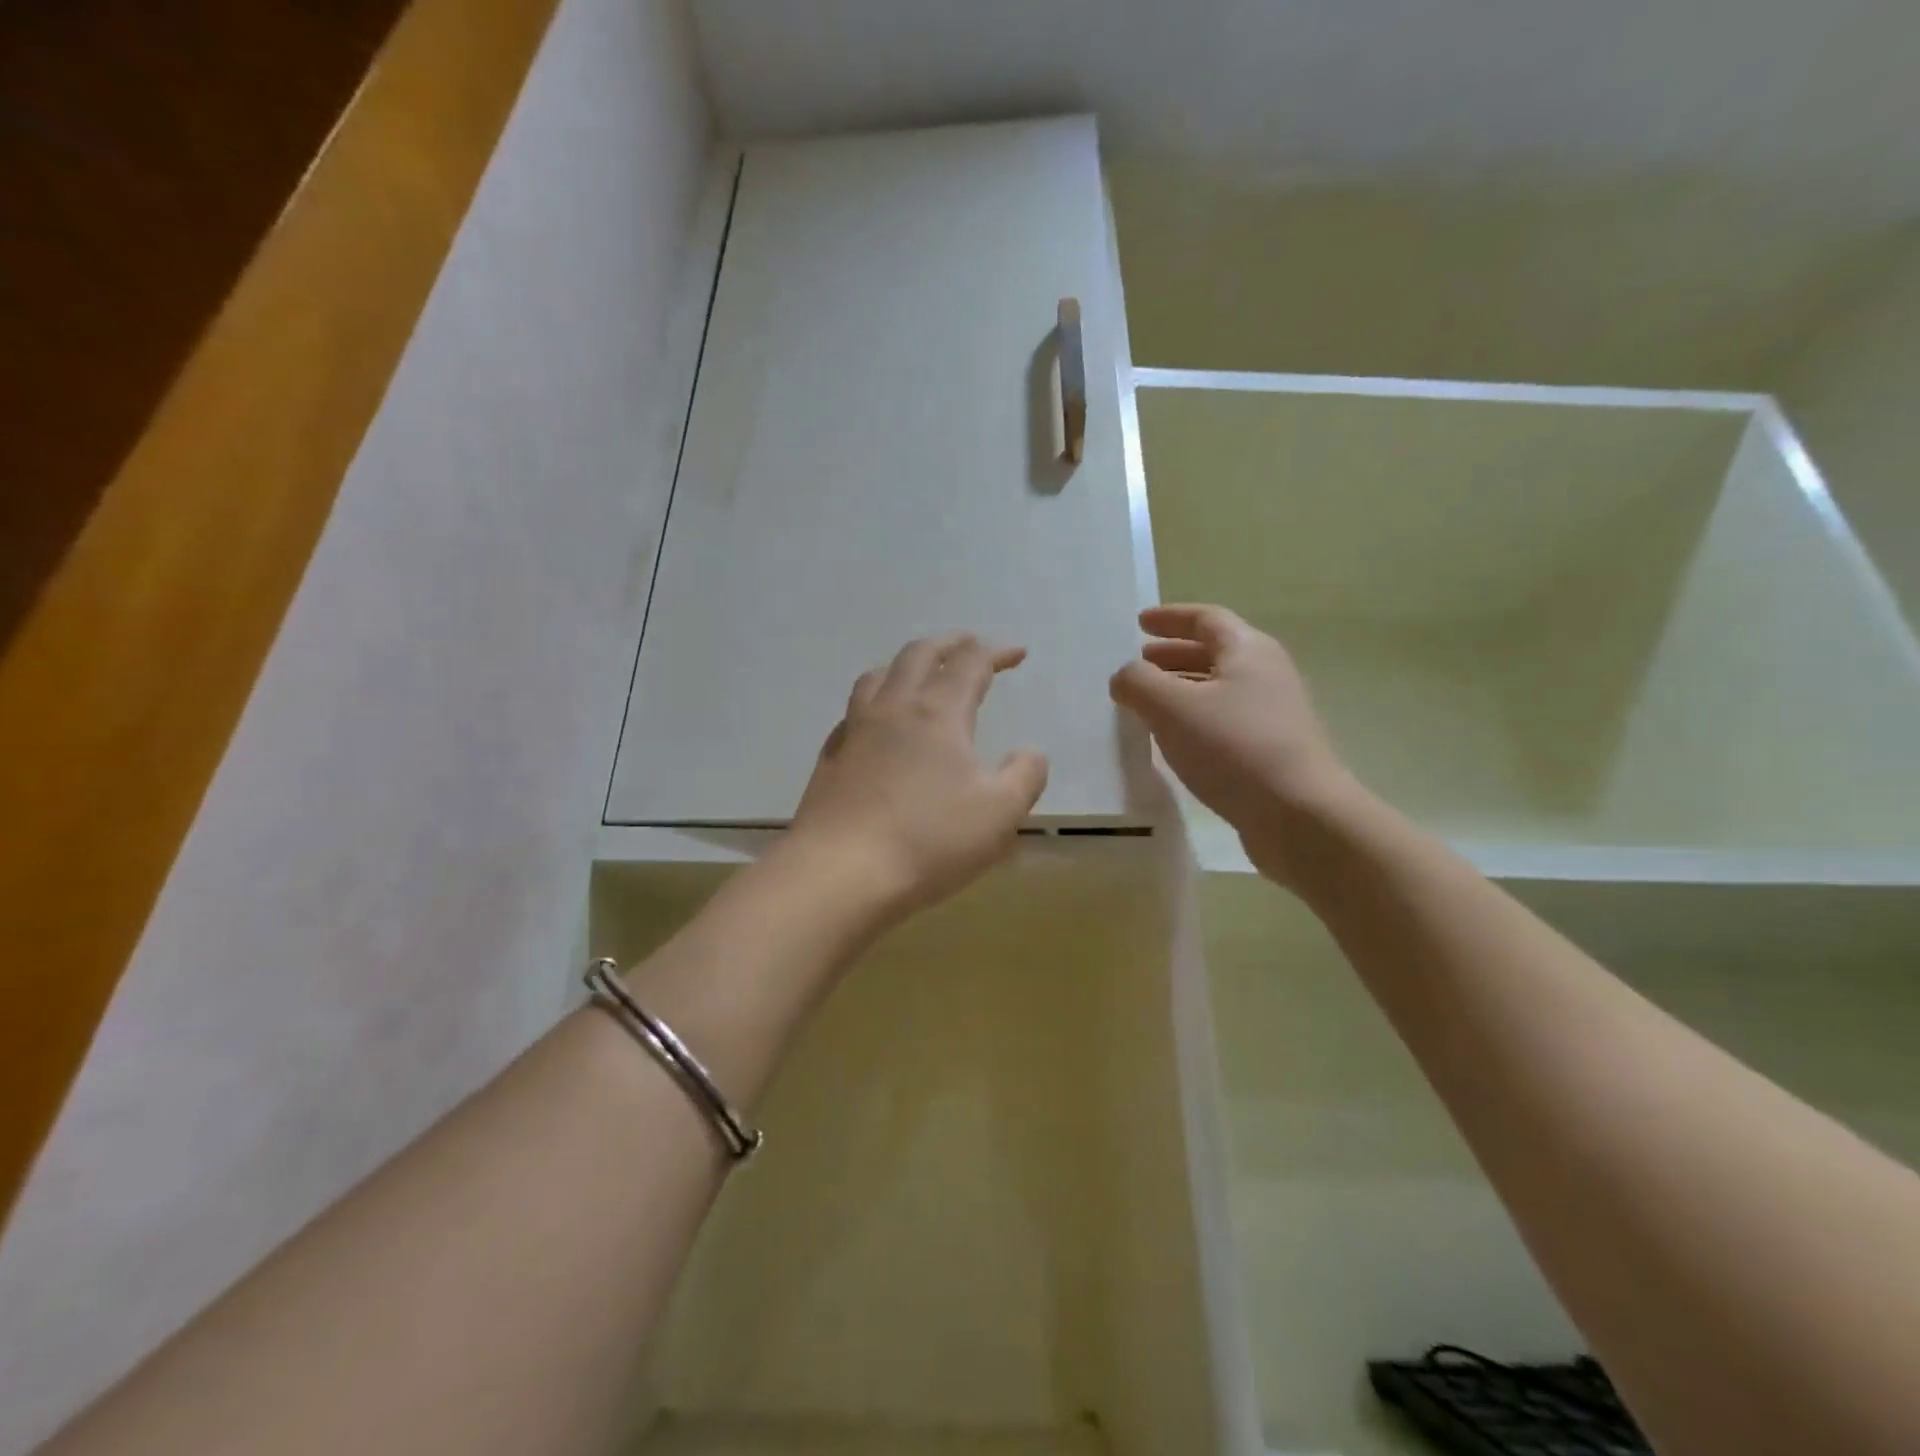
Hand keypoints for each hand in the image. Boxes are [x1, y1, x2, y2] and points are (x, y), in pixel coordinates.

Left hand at [786, 633, 1048, 925]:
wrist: (839, 873)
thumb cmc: (928, 841)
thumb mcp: (999, 814)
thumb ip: (1024, 776)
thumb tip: (1030, 753)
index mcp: (938, 713)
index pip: (971, 663)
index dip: (997, 652)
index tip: (1017, 654)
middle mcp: (893, 708)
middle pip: (920, 654)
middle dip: (950, 643)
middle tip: (969, 644)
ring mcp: (854, 730)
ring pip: (878, 675)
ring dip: (906, 663)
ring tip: (920, 672)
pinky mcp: (830, 758)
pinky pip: (854, 710)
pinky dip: (875, 700)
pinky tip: (878, 723)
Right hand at [1110, 604, 1355, 882]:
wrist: (1298, 816)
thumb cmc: (1232, 748)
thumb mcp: (1171, 707)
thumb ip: (1138, 683)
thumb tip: (1125, 676)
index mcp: (1247, 650)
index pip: (1205, 619)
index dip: (1170, 618)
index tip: (1139, 623)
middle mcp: (1266, 674)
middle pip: (1214, 652)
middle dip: (1172, 654)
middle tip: (1138, 663)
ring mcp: (1273, 714)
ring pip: (1218, 688)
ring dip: (1181, 688)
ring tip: (1147, 703)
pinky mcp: (1272, 750)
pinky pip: (1224, 720)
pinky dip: (1194, 719)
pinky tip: (1174, 740)